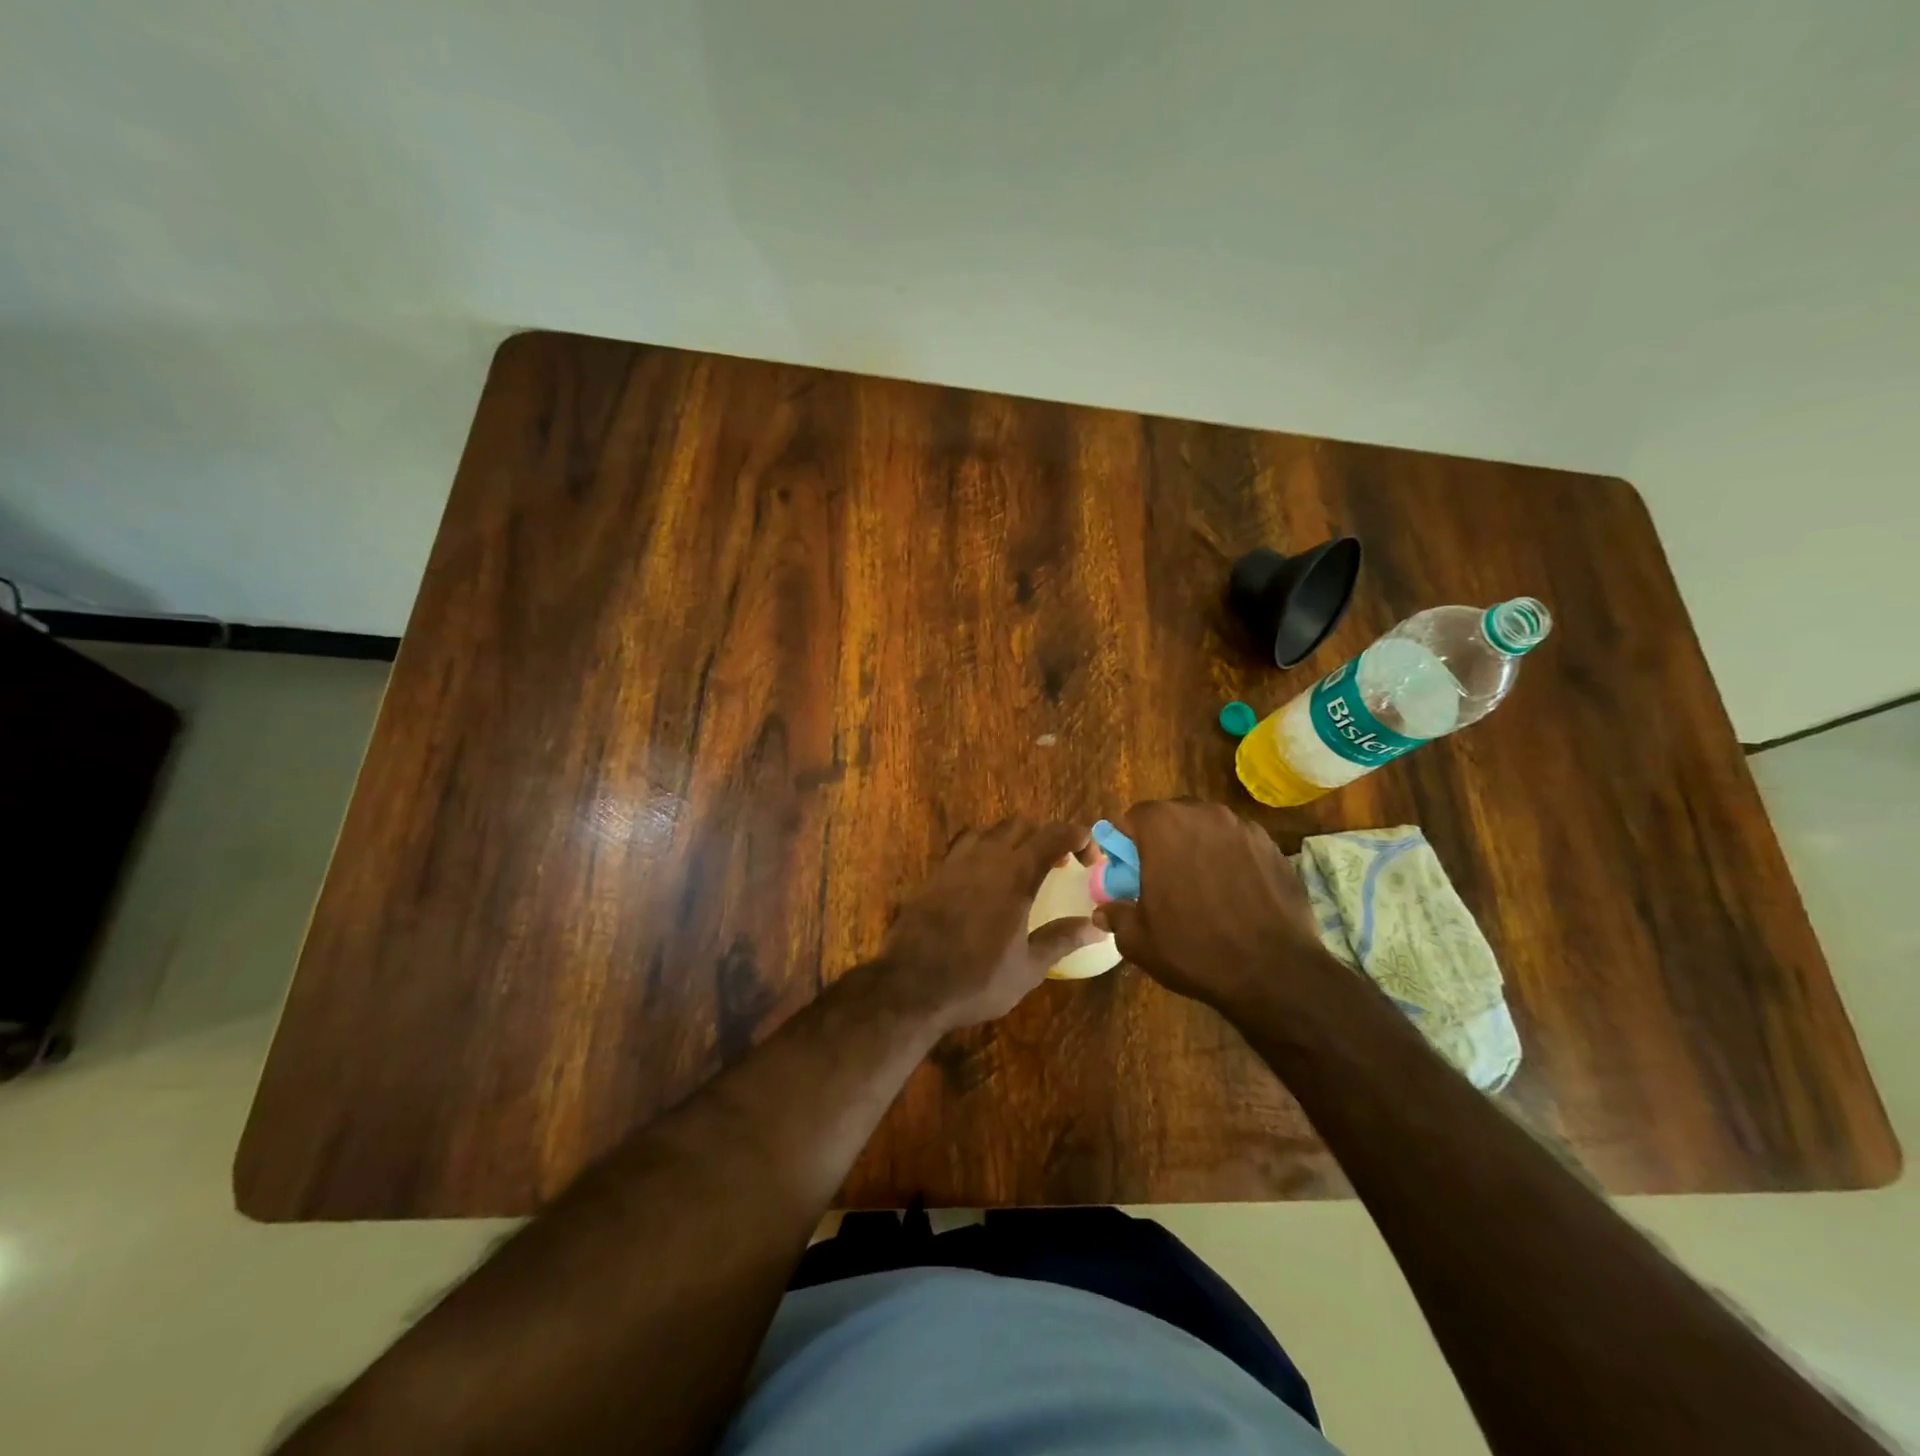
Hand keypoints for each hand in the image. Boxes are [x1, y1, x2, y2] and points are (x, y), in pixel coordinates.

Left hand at [878, 818, 1103, 1030]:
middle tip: (1059, 865)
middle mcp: (987, 857)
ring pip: (991, 830)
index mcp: (1016, 875)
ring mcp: (957, 862)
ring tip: (1021, 868)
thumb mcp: (1029, 967)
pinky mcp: (936, 873)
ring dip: (1013, 840)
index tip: (1091, 858)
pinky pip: (964, 845)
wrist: (912, 985)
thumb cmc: (977, 980)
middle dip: (1046, 837)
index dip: (1079, 838)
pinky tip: (985, 878)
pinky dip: (983, 850)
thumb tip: (1098, 926)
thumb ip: (1063, 939)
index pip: (1055, 835)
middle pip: (1022, 825)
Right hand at [1094, 800, 1336, 1015]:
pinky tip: (1235, 896)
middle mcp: (1203, 814)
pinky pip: (1239, 845)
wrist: (1275, 972)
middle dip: (1163, 842)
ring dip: (1198, 849)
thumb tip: (1103, 912)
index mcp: (1163, 826)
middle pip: (1172, 818)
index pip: (1132, 818)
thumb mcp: (1139, 941)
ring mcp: (1243, 827)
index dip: (1127, 844)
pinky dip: (1231, 861)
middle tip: (1163, 880)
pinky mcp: (1273, 847)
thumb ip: (1116, 916)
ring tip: (1203, 889)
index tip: (1130, 872)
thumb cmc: (1195, 949)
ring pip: (1207, 829)